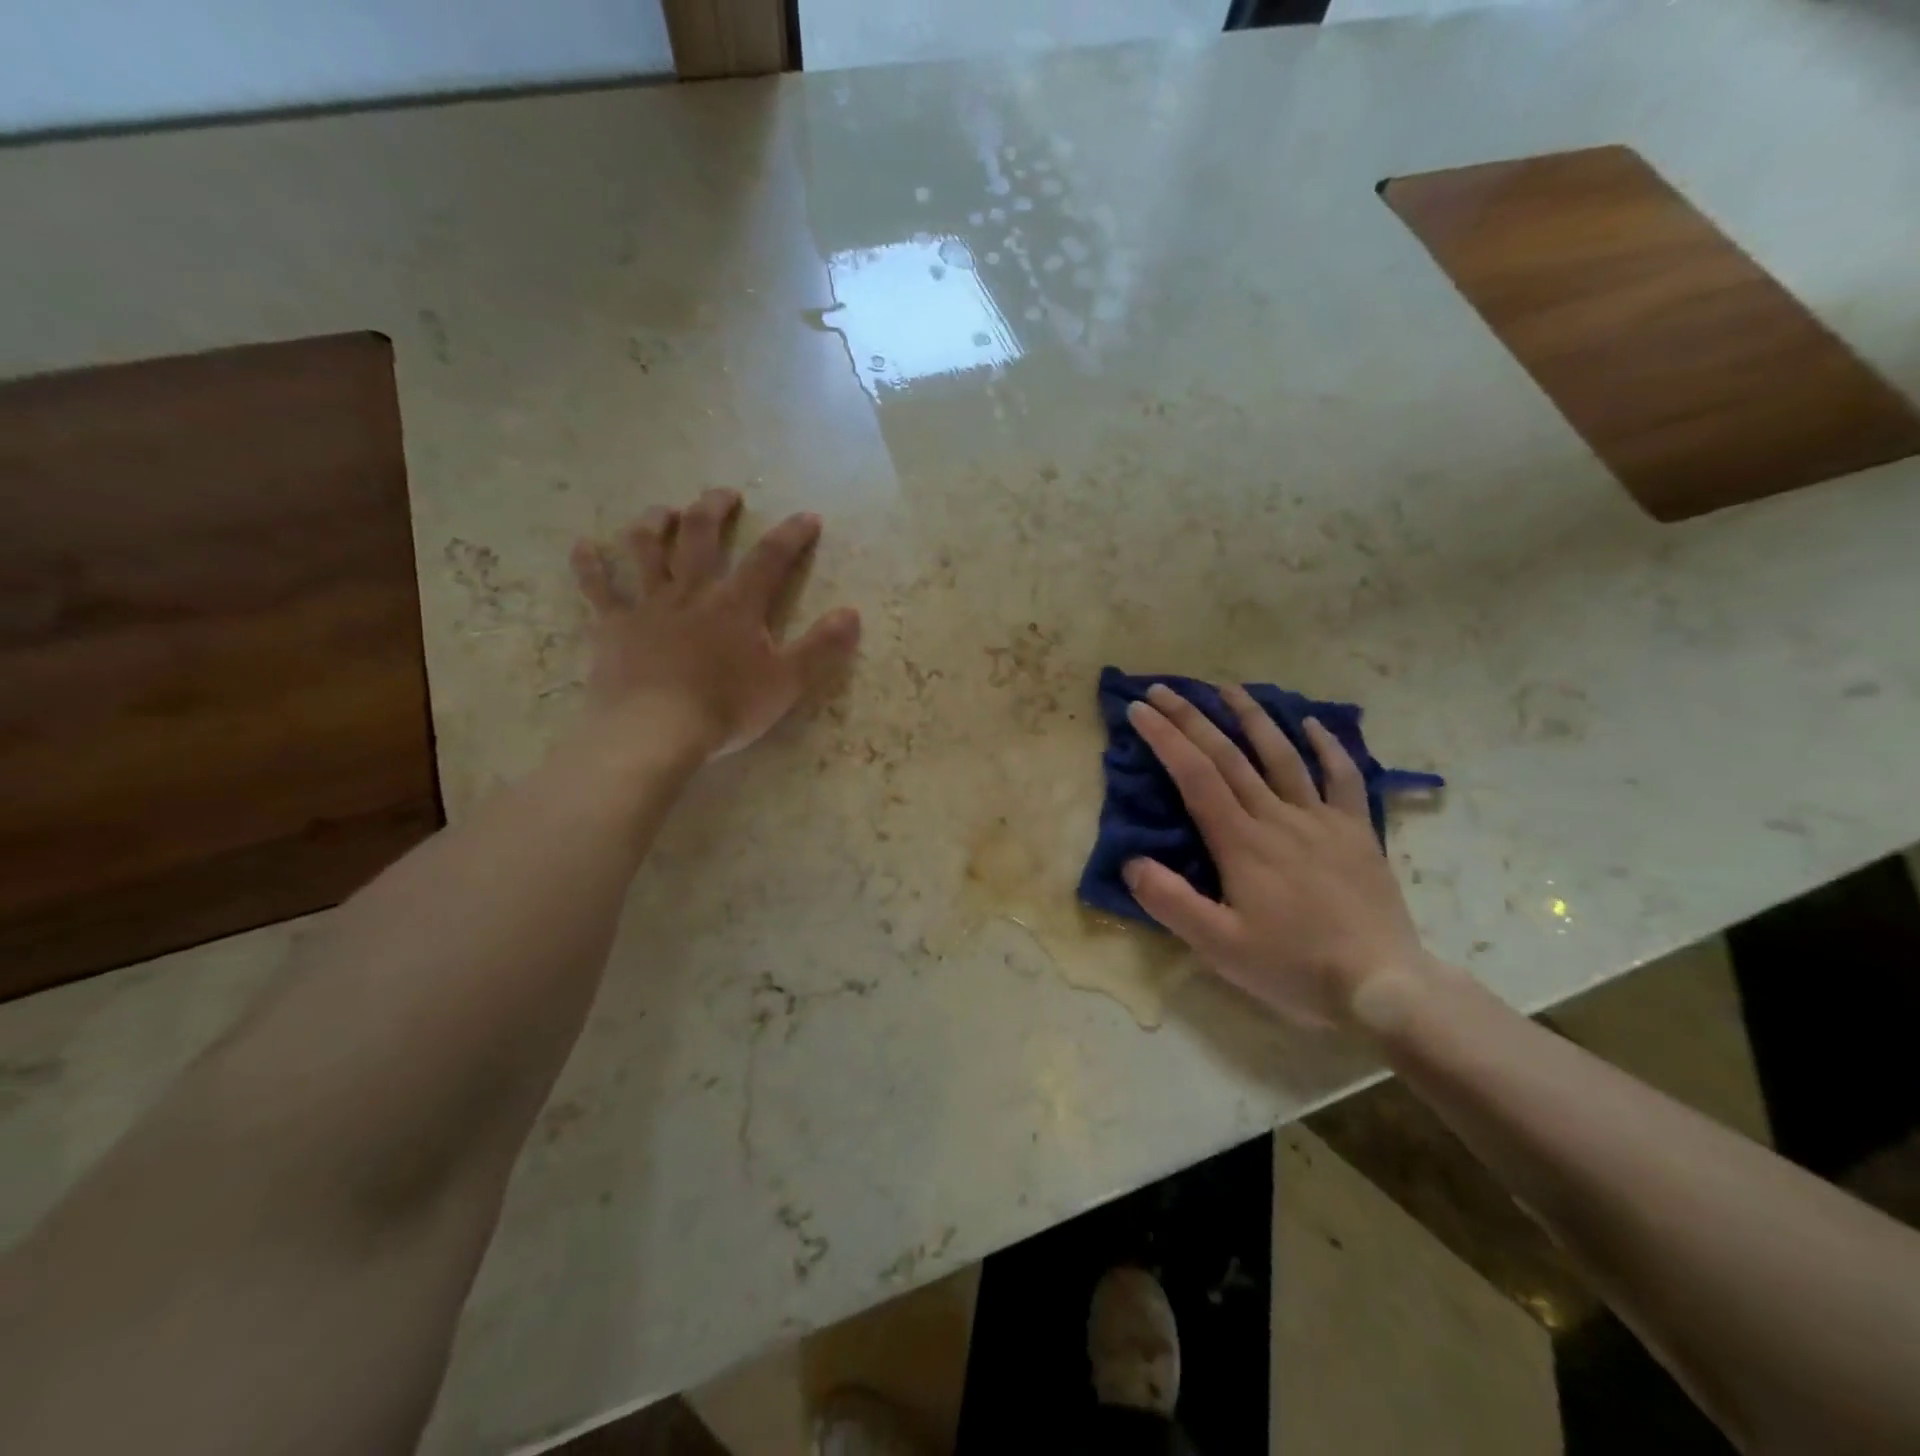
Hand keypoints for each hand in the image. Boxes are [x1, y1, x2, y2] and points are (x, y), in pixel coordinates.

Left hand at [569, 489, 860, 762]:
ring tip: (663, 511)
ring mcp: (647, 606)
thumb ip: (821, 647)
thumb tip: (852, 613)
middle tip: (725, 495)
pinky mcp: (612, 627)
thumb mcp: (787, 683)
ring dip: (655, 523)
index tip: (807, 517)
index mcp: (736, 604)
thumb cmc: (725, 708)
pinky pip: (596, 589)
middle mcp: (691, 592)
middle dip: (715, 509)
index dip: (791, 535)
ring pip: (646, 549)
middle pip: (702, 536)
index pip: (770, 558)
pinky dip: (589, 565)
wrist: (654, 732)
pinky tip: (583, 546)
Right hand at [1123, 683, 1430, 1029]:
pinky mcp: (1357, 831)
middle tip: (1162, 688)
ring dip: (1252, 716)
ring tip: (1227, 687)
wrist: (1382, 985)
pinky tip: (1312, 724)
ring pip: (1281, 755)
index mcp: (1241, 843)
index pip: (1194, 776)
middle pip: (1228, 755)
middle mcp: (1277, 818)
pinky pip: (1343, 777)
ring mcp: (1321, 820)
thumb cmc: (1294, 967)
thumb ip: (1171, 903)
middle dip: (1191, 717)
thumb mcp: (1219, 947)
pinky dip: (1327, 746)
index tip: (1139, 710)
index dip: (1165, 738)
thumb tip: (1131, 863)